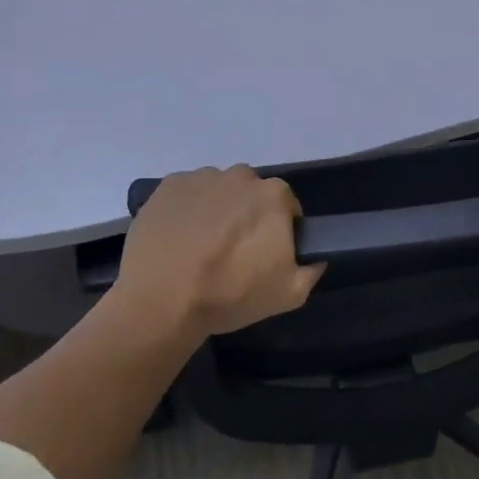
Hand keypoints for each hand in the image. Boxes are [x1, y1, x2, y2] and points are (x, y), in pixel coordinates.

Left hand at [111, 166, 325, 339]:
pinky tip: (177, 238)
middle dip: (246, 215)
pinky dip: (186, 209)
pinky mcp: (168, 185)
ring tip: (200, 246)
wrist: (161, 301)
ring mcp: (202, 177)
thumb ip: (311, 271)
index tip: (265, 253)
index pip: (286, 205)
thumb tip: (316, 258)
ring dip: (215, 210)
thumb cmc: (230, 295)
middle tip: (232, 250)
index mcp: (273, 195)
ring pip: (217, 190)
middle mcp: (240, 176)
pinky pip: (186, 193)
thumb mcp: (288, 294)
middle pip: (250, 193)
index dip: (278, 229)